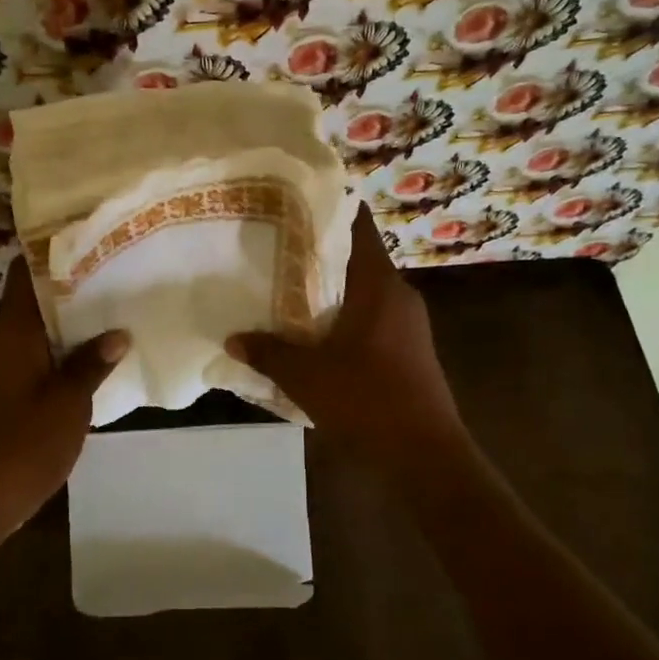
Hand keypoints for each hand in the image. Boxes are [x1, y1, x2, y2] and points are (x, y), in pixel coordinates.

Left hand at [0, 256, 127, 551]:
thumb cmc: (20, 447)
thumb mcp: (67, 405)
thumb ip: (90, 365)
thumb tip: (118, 332)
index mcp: (16, 333)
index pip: (23, 272)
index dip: (49, 248)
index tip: (87, 231)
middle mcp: (9, 342)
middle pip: (38, 296)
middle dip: (74, 280)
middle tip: (120, 265)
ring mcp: (11, 369)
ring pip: (44, 328)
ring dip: (76, 316)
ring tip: (120, 300)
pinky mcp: (16, 394)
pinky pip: (46, 356)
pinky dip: (71, 348)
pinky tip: (104, 353)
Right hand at [227, 206, 471, 475]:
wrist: (425, 457)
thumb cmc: (367, 401)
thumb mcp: (306, 377)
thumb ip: (269, 353)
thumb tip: (233, 339)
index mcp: (379, 285)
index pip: (358, 226)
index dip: (328, 208)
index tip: (293, 202)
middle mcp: (398, 295)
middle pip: (356, 258)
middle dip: (318, 253)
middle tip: (273, 248)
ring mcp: (408, 324)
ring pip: (363, 292)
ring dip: (329, 290)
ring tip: (284, 289)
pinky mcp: (408, 350)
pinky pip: (370, 319)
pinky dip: (343, 317)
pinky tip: (312, 334)